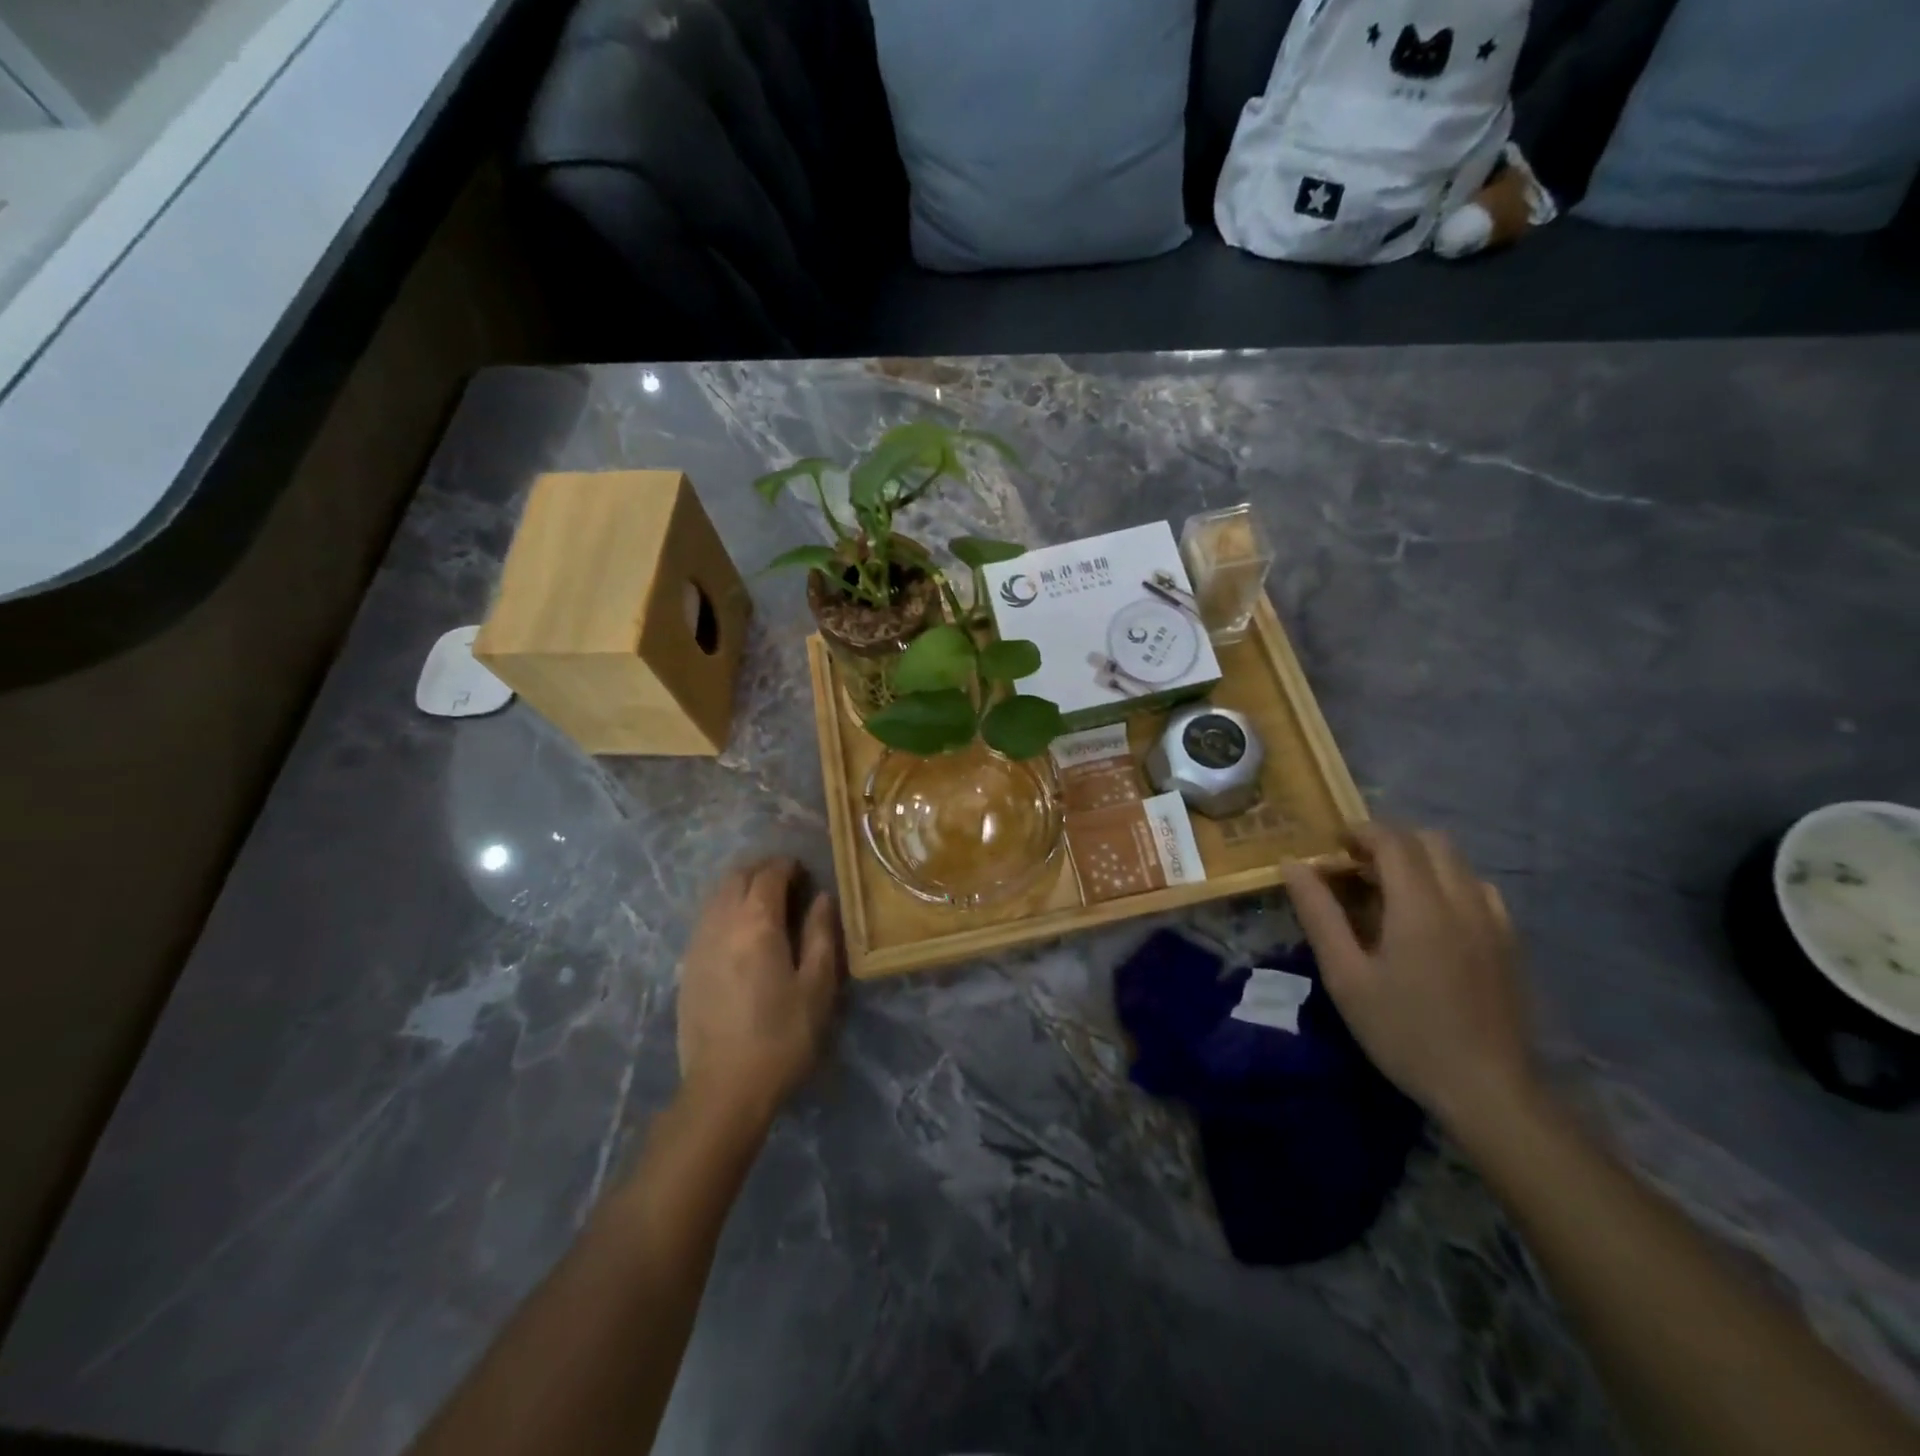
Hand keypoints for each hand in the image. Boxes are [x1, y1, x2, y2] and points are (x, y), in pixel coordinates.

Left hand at [676, 858, 843, 1127]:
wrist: (724, 1089)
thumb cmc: (782, 1037)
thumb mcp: (817, 986)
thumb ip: (821, 934)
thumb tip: (822, 898)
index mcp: (756, 922)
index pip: (769, 873)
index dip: (789, 866)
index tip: (807, 874)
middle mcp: (721, 922)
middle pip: (737, 876)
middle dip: (763, 870)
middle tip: (789, 884)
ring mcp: (698, 943)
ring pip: (717, 895)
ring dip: (742, 887)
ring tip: (766, 905)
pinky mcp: (686, 966)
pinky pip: (706, 918)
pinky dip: (726, 909)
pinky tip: (741, 933)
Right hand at [1283, 824, 1535, 1134]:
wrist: (1489, 1090)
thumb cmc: (1404, 1032)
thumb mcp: (1345, 976)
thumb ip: (1319, 914)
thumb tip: (1292, 864)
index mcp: (1420, 906)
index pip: (1393, 840)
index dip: (1360, 832)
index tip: (1332, 846)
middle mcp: (1463, 901)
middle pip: (1430, 841)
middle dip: (1390, 841)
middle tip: (1356, 867)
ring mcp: (1494, 921)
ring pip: (1457, 863)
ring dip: (1419, 861)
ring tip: (1388, 892)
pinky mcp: (1510, 943)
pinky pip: (1478, 889)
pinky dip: (1447, 884)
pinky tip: (1429, 919)